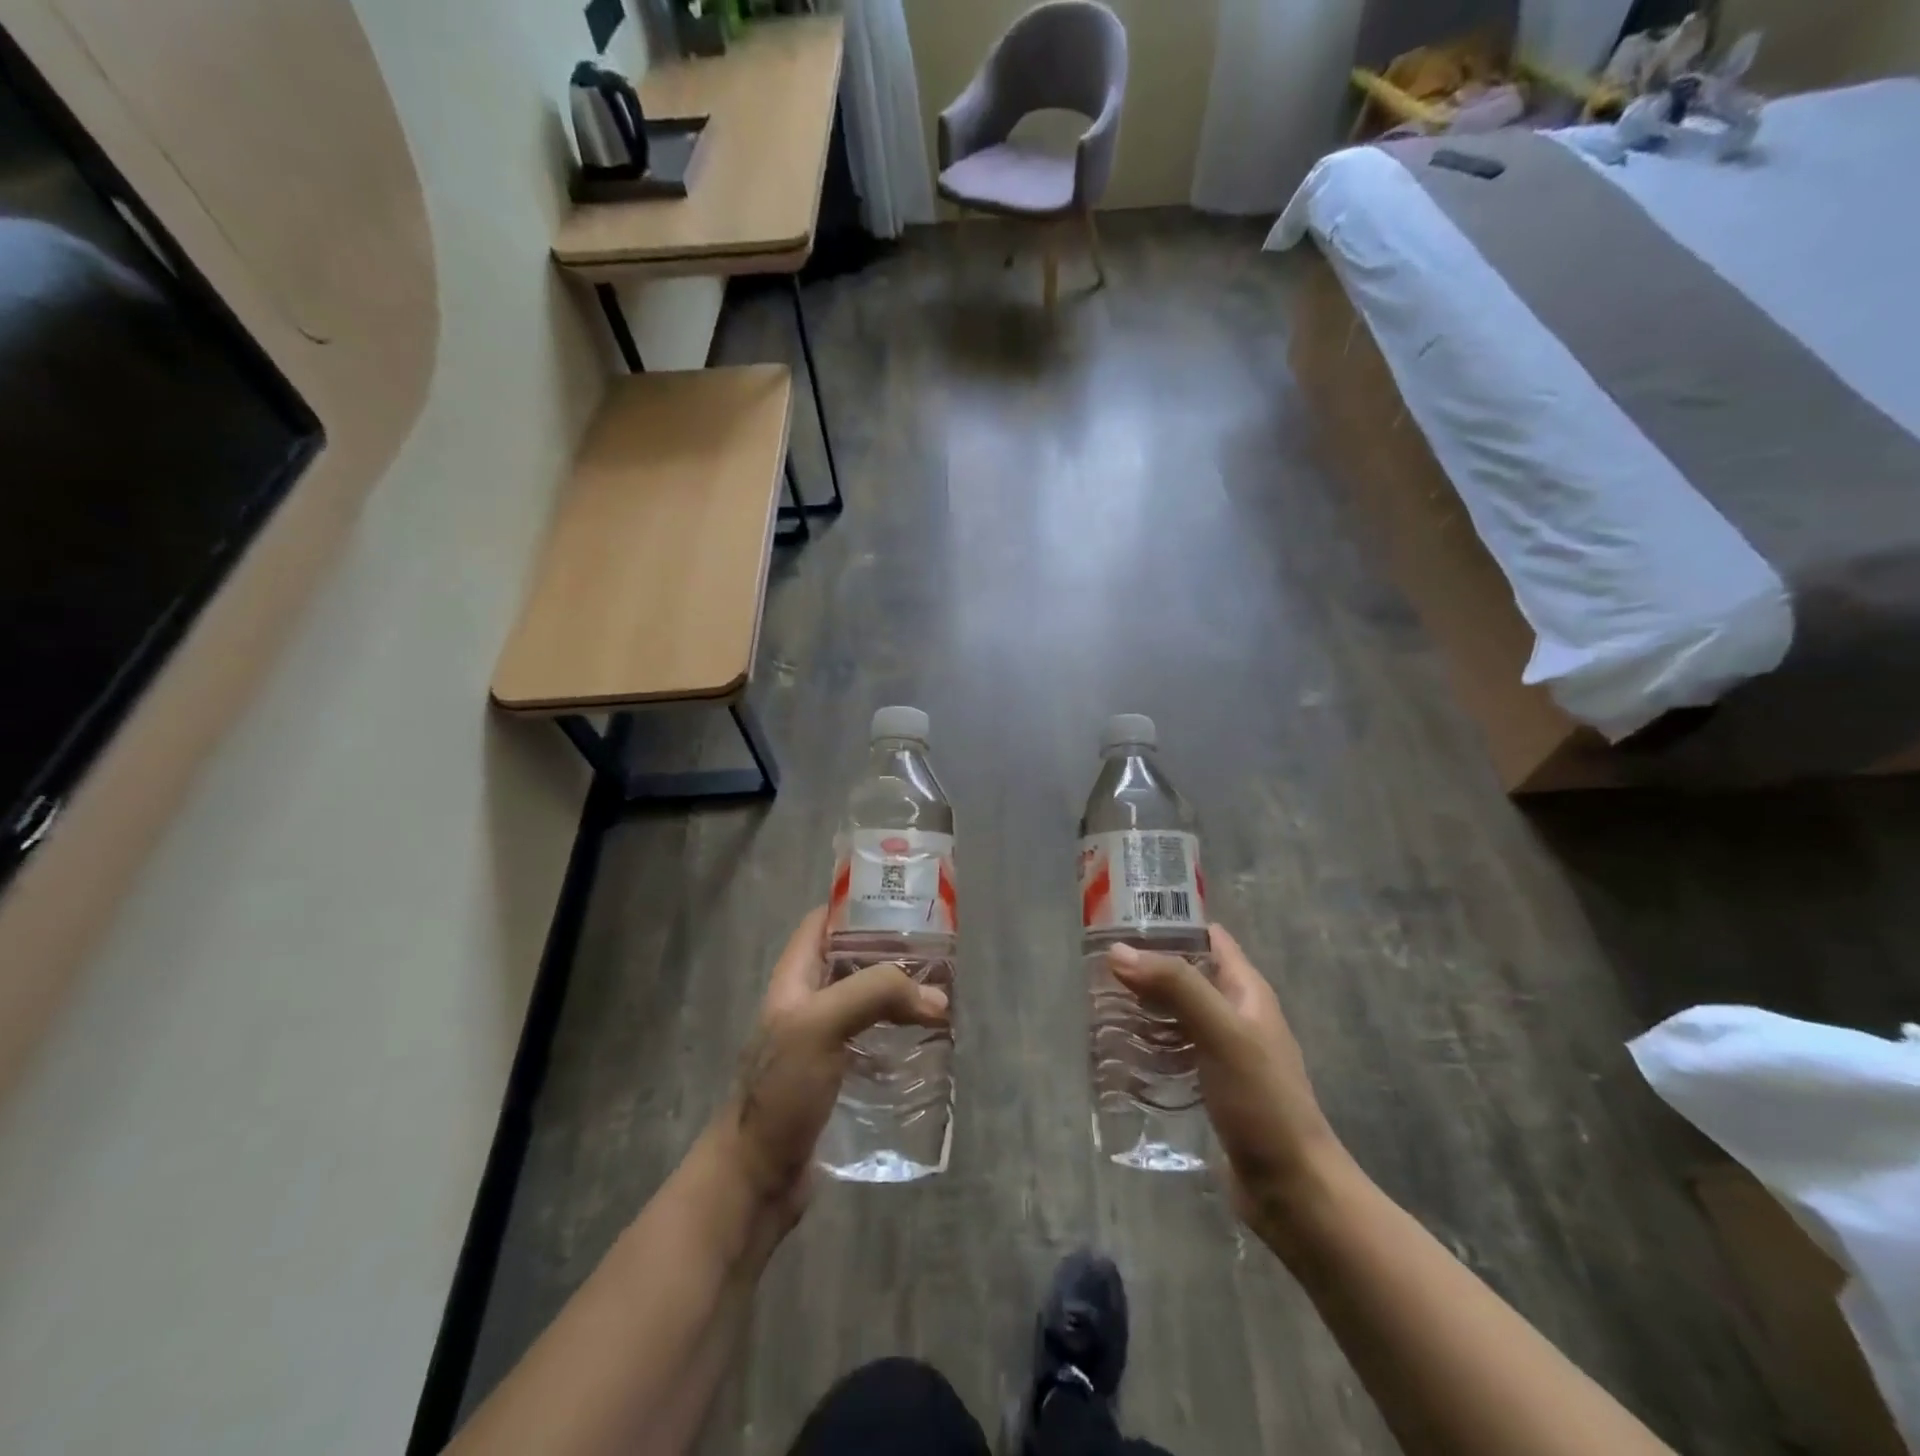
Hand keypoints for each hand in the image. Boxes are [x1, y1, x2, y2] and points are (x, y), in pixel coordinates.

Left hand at [715, 907, 948, 1228]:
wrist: (756, 1177)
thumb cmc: (781, 1089)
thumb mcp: (822, 1024)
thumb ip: (876, 994)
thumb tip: (936, 997)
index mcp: (794, 978)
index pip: (823, 923)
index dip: (857, 906)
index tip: (904, 905)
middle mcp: (807, 1003)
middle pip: (852, 962)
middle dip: (892, 956)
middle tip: (938, 957)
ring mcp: (821, 1042)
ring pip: (867, 1004)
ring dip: (901, 999)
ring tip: (942, 999)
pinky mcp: (837, 1077)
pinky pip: (874, 1044)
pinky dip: (900, 1039)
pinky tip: (928, 1046)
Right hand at [1109, 924, 1347, 1238]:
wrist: (1293, 1190)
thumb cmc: (1263, 1101)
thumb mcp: (1222, 1033)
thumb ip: (1175, 986)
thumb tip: (1118, 951)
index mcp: (1246, 991)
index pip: (1207, 937)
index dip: (1170, 921)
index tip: (1121, 918)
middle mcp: (1235, 1014)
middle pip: (1185, 974)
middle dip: (1145, 967)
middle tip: (1096, 965)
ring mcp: (1223, 1052)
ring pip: (1174, 1013)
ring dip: (1141, 1006)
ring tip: (1096, 1003)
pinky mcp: (1209, 1086)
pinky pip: (1171, 1051)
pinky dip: (1146, 1044)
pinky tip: (1117, 1051)